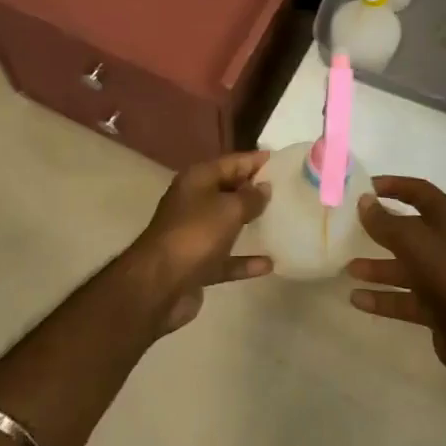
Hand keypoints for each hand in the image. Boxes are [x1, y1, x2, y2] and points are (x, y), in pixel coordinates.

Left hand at [129, 150, 273, 334]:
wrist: (159, 285)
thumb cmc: (195, 234)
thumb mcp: (229, 209)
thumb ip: (250, 197)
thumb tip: (264, 187)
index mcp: (197, 179)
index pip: (232, 162)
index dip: (255, 160)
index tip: (281, 160)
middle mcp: (193, 202)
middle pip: (228, 190)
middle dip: (254, 190)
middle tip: (286, 190)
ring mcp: (193, 234)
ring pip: (226, 224)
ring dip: (249, 223)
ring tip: (280, 221)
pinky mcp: (196, 263)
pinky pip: (225, 258)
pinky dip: (244, 260)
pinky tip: (269, 264)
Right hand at [346, 176, 445, 385]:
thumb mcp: (412, 241)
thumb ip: (385, 222)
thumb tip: (364, 201)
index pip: (419, 192)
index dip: (393, 185)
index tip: (365, 187)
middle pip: (409, 230)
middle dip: (380, 230)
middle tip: (350, 228)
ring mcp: (443, 277)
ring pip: (404, 266)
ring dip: (377, 267)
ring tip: (348, 268)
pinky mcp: (437, 307)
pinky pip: (404, 297)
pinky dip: (382, 298)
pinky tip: (356, 300)